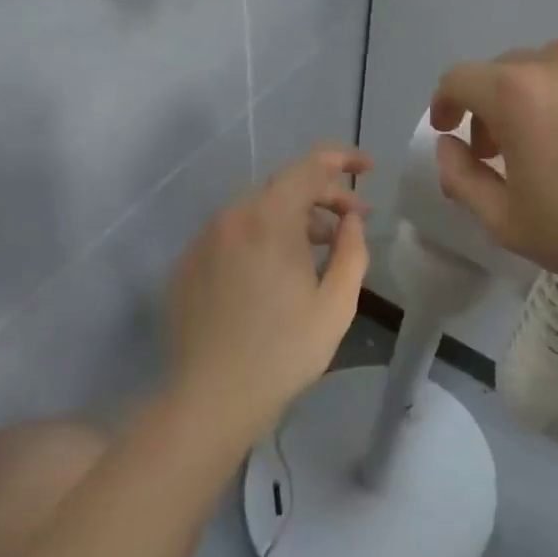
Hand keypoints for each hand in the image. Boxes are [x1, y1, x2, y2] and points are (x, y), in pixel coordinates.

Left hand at [167, 146, 372, 429]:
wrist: (212, 397)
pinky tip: (276, 269)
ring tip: (319, 245)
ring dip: (293, 217)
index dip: (344, 159)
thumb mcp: (337, 302)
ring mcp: (204, 239)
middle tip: (353, 218)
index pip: (311, 166)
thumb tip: (351, 220)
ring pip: (256, 209)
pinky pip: (232, 233)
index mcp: (270, 219)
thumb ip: (352, 250)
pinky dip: (261, 236)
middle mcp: (232, 217)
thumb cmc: (285, 351)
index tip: (370, 168)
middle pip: (284, 186)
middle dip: (323, 194)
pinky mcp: (187, 264)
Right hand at [429, 41, 557, 298]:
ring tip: (556, 138)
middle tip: (503, 150)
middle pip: (505, 70)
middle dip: (491, 106)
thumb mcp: (505, 221)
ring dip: (537, 96)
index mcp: (517, 92)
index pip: (460, 78)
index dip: (445, 103)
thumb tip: (449, 145)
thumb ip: (460, 178)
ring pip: (553, 66)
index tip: (450, 130)